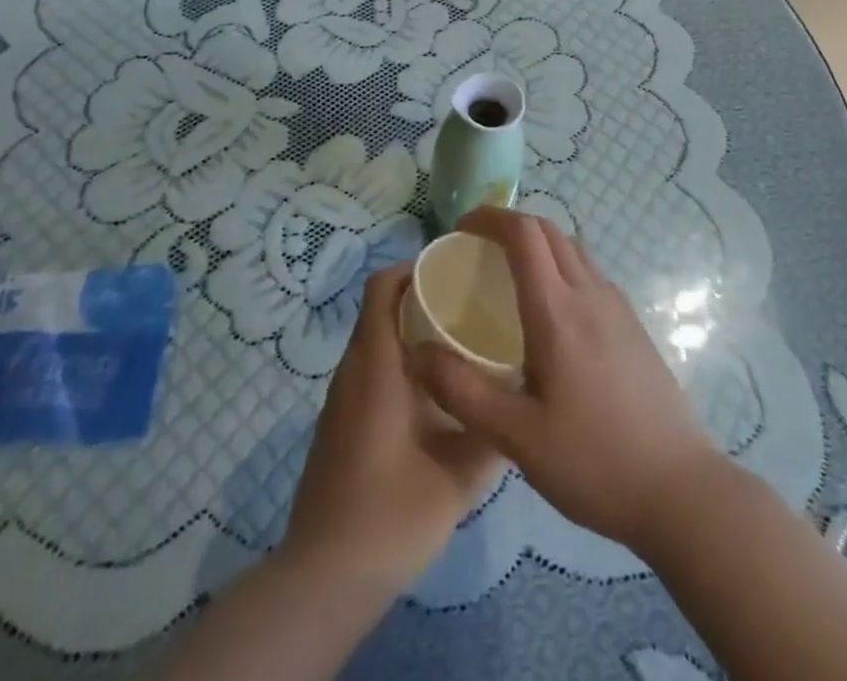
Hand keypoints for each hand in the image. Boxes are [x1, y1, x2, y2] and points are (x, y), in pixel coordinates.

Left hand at [280, 264, 507, 592]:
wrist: (327, 577)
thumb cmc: (393, 511)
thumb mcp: (459, 474)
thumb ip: (493, 430)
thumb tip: (520, 398)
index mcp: (375, 363)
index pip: (381, 286)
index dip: (412, 268)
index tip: (451, 272)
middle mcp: (352, 369)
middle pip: (380, 309)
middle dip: (419, 298)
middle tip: (467, 306)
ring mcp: (340, 398)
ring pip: (374, 341)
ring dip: (409, 332)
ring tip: (457, 344)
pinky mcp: (339, 423)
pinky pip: (368, 370)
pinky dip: (397, 363)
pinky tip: (431, 394)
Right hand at [412, 208, 719, 553]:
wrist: (681, 491)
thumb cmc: (595, 462)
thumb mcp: (517, 438)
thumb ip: (463, 391)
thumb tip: (419, 352)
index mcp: (557, 311)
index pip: (523, 232)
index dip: (489, 217)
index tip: (460, 230)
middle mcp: (590, 294)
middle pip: (548, 230)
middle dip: (509, 225)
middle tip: (477, 250)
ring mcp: (618, 307)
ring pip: (573, 248)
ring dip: (538, 244)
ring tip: (510, 276)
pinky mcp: (634, 326)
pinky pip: (590, 273)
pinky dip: (562, 266)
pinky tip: (552, 314)